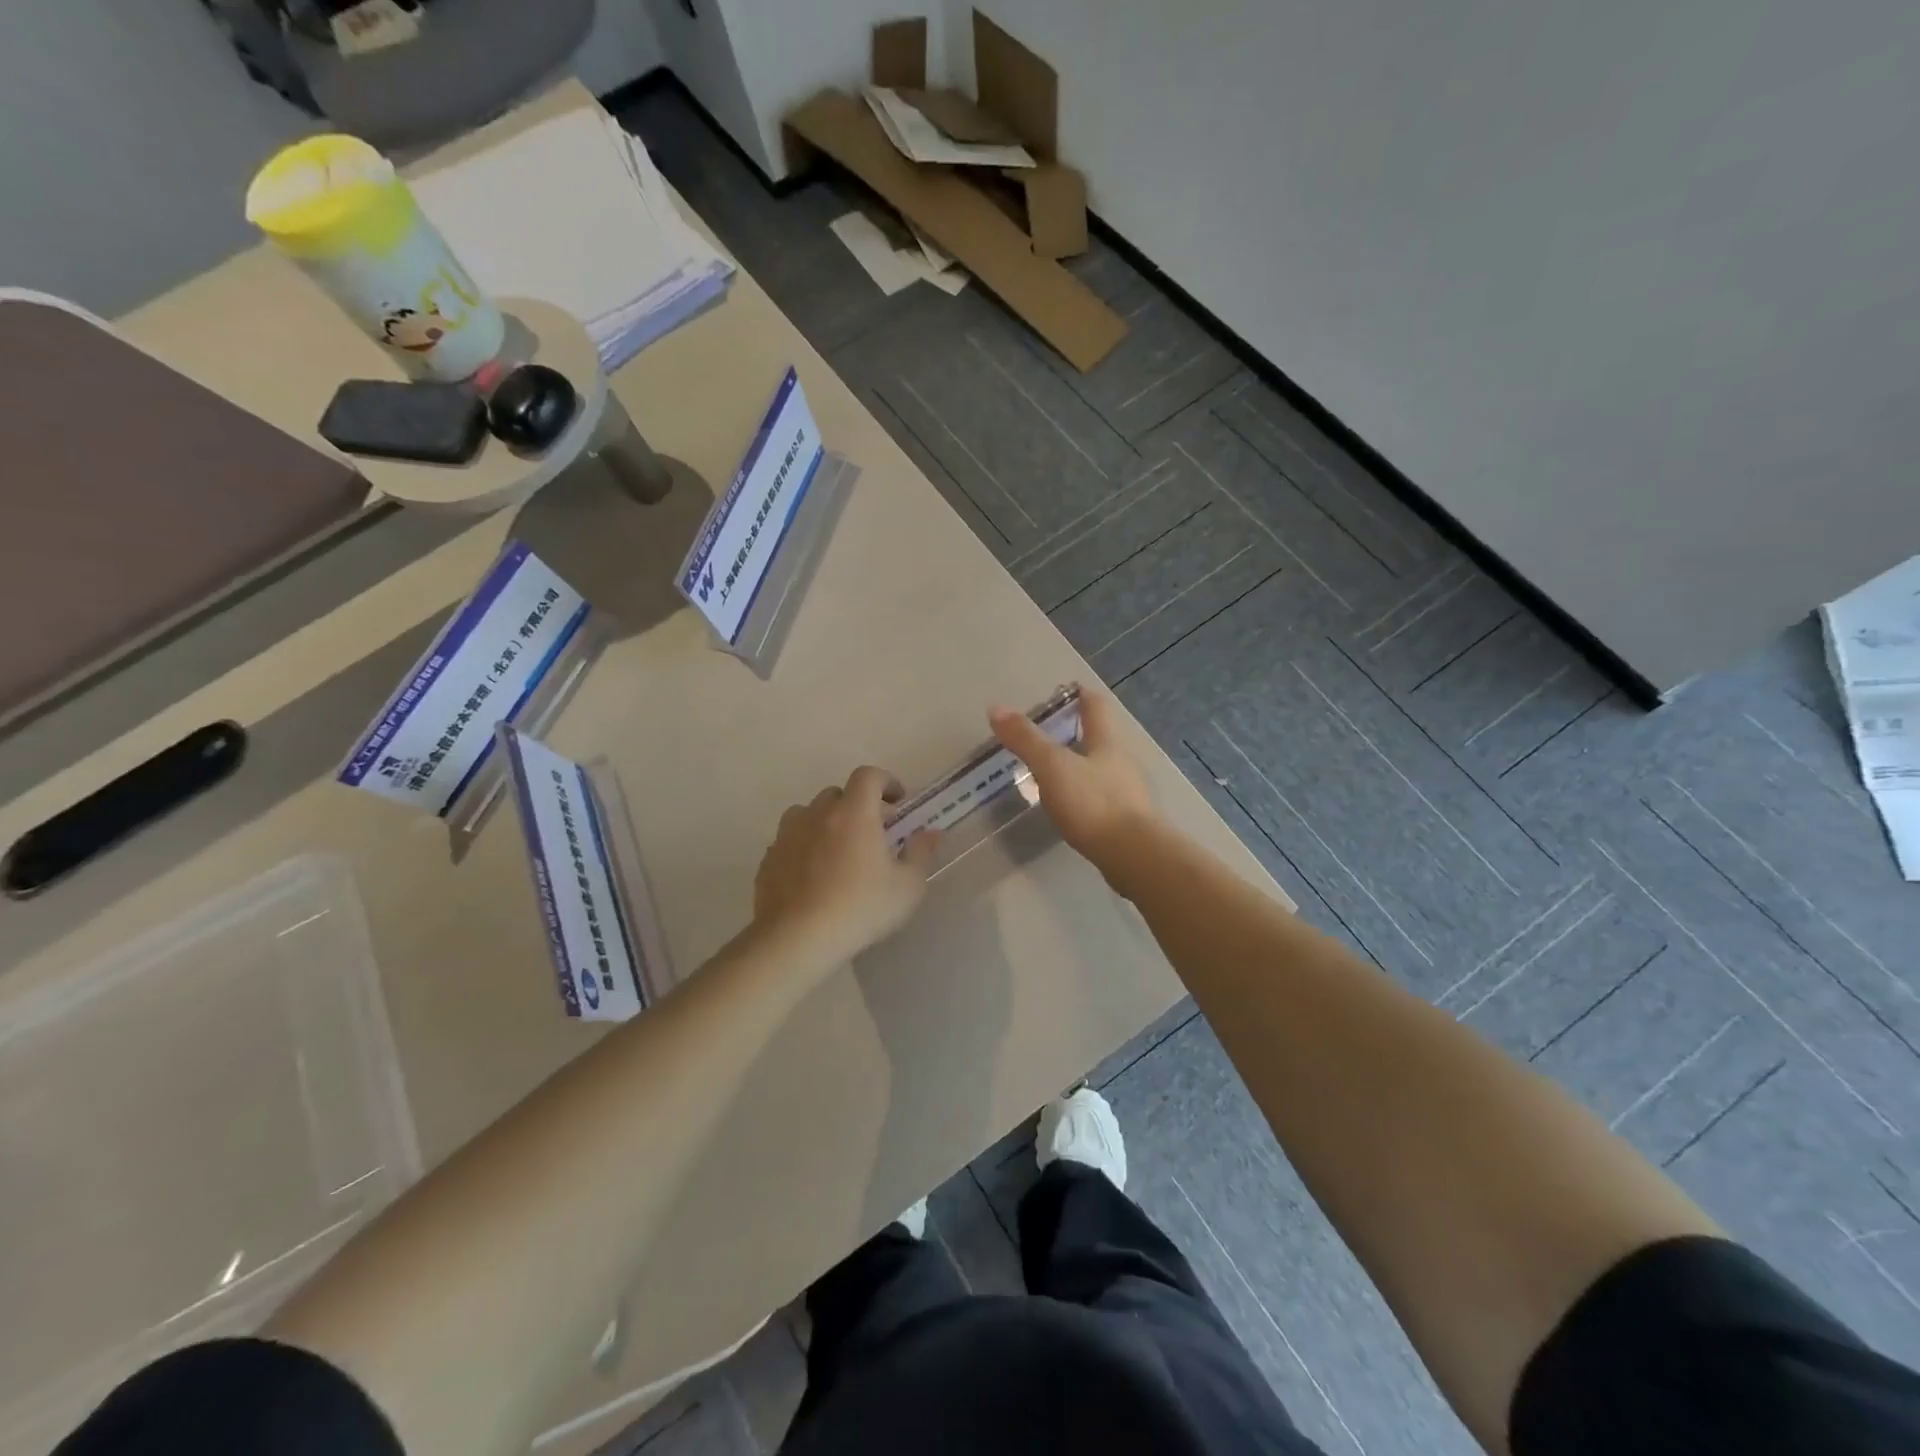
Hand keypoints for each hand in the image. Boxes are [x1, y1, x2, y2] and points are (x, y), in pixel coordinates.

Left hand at [754, 766, 938, 962]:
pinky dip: (803, 848)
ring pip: (807, 814)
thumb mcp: (907, 887)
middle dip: (856, 805)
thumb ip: (921, 854)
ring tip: (837, 851)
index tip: (897, 800)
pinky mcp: (768, 860)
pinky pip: (789, 842)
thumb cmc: (861, 908)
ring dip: (824, 823)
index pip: (868, 776)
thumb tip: (930, 834)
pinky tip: (812, 876)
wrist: (797, 939)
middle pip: (836, 794)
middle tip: (871, 832)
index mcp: (854, 812)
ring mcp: (787, 835)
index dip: (885, 781)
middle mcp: (817, 814)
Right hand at [989, 687, 1157, 883]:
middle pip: (1099, 737)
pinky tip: (1067, 805)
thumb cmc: (1093, 802)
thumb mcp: (1052, 767)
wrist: (1133, 855)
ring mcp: (1126, 792)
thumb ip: (1025, 739)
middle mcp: (1121, 761)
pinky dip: (1082, 794)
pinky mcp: (1124, 820)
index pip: (1096, 706)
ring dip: (1078, 765)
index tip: (1066, 690)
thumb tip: (996, 708)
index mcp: (1107, 741)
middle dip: (1076, 732)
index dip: (1080, 695)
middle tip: (1047, 733)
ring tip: (1050, 770)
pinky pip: (1100, 797)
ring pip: (1100, 768)